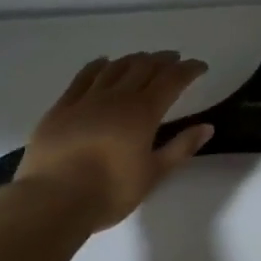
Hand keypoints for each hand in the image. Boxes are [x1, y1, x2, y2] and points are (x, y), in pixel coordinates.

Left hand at [13, 52, 212, 230]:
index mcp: (143, 112)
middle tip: (173, 59)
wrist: (53, 200)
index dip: (188, 70)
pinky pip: (83, 77)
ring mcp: (86, 99)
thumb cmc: (109, 192)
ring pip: (115, 67)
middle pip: (144, 67)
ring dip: (133, 59)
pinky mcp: (62, 107)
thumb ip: (180, 148)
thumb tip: (207, 127)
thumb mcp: (153, 175)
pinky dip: (98, 66)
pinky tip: (103, 63)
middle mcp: (117, 97)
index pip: (172, 80)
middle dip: (162, 60)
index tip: (200, 66)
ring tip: (143, 60)